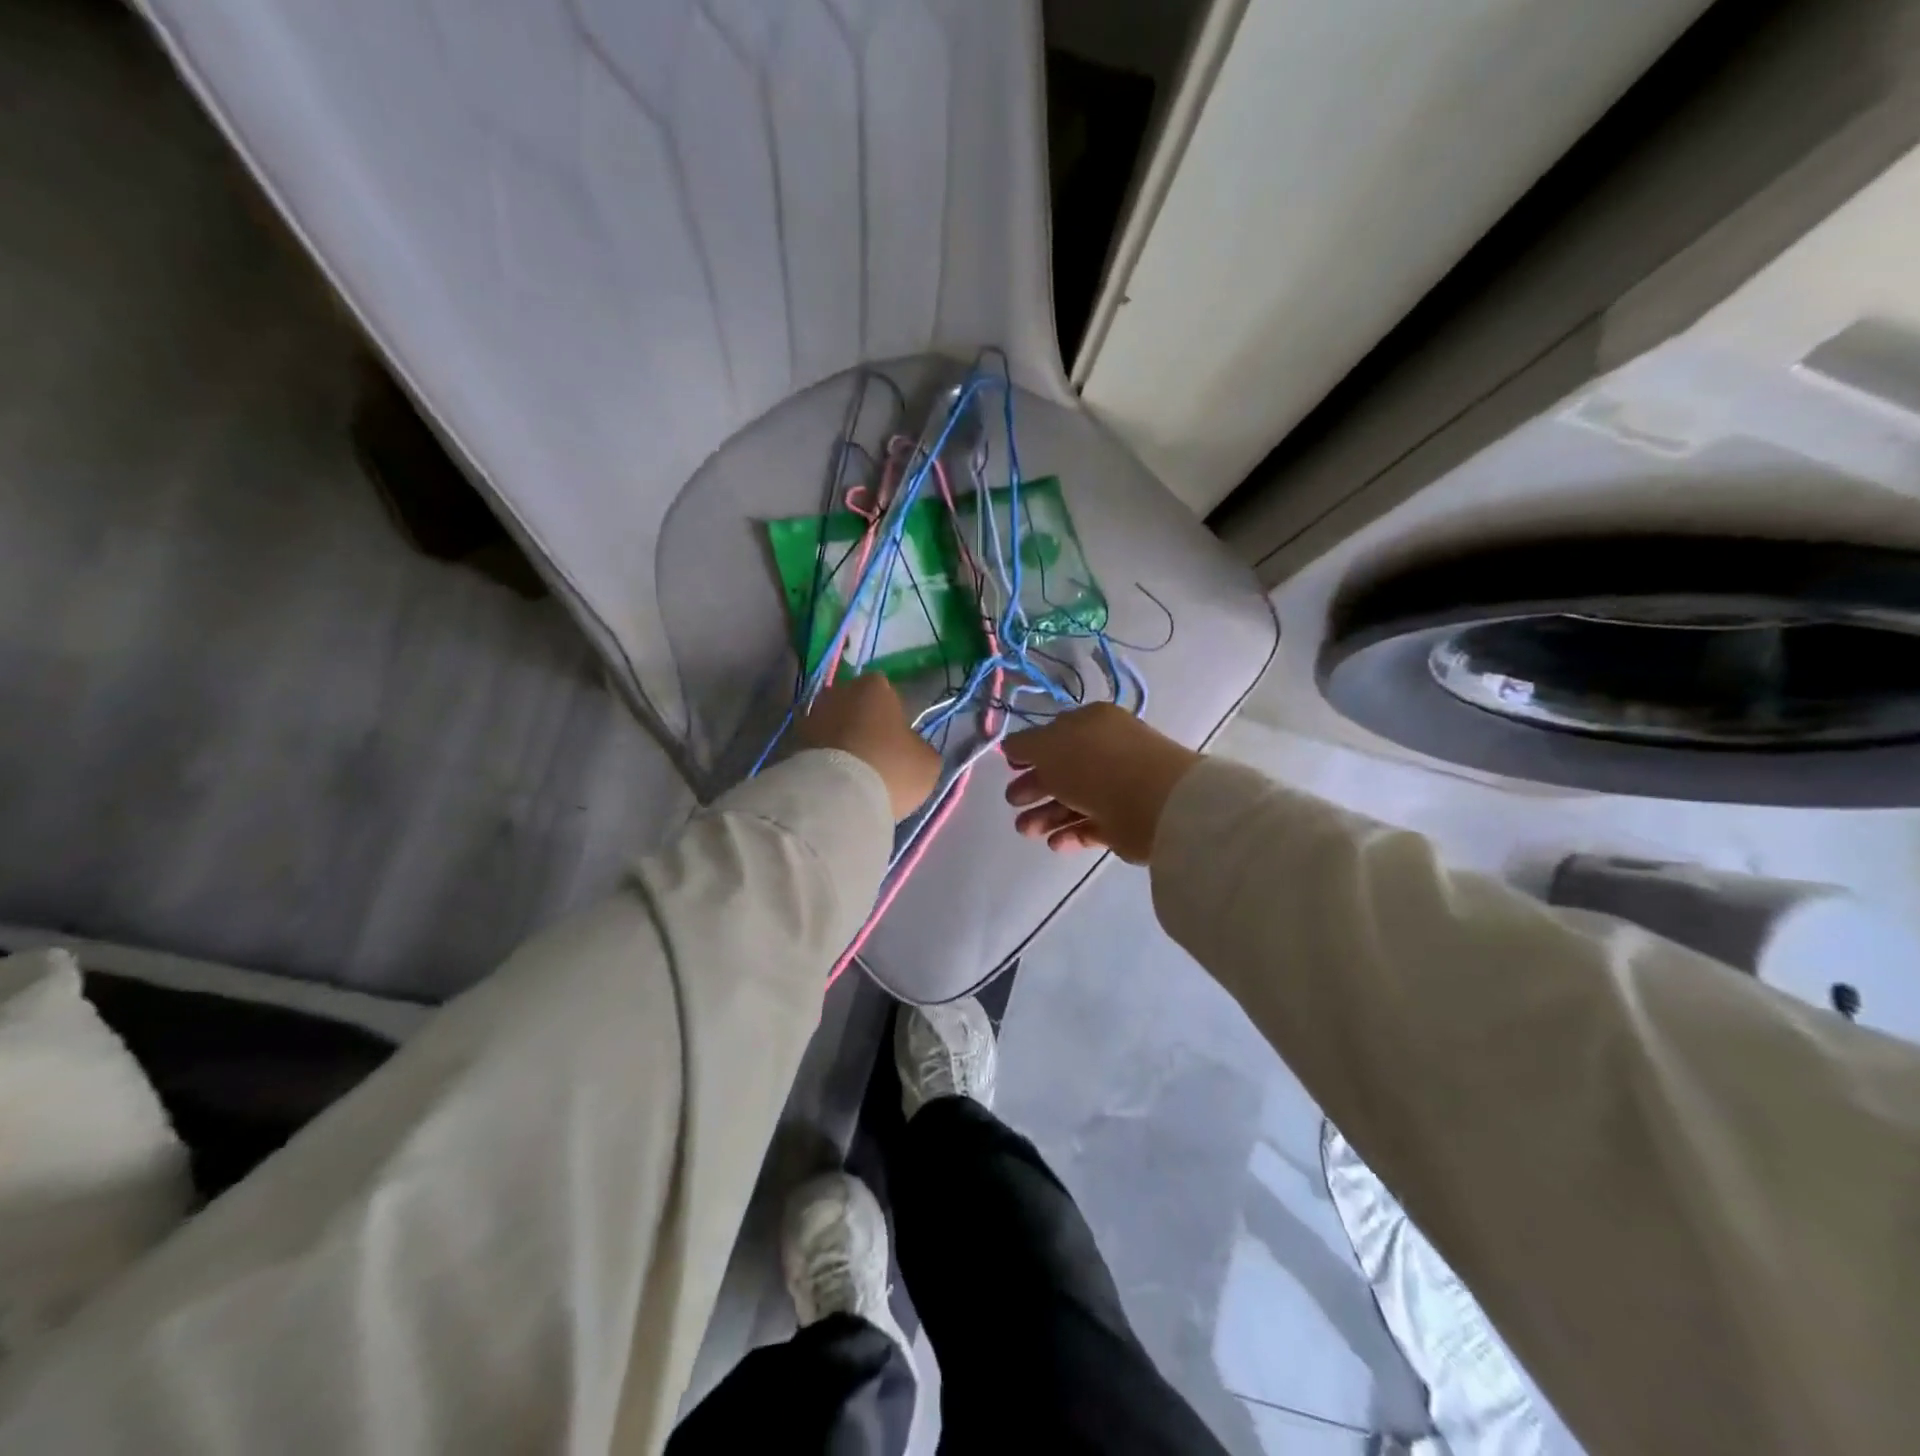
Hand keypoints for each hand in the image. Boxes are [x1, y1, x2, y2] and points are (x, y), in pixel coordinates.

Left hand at [799, 674, 940, 821]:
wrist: (836, 797)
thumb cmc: (891, 768)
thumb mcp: (927, 762)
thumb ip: (919, 746)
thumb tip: (909, 748)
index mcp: (874, 686)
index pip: (886, 692)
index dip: (892, 715)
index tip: (897, 740)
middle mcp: (838, 691)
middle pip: (854, 705)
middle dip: (862, 724)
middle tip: (874, 755)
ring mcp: (810, 716)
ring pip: (832, 726)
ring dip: (840, 742)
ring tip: (852, 773)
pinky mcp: (791, 743)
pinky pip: (816, 748)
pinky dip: (823, 759)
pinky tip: (834, 782)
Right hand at [1003, 704, 1200, 862]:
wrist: (1153, 802)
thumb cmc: (1095, 764)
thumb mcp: (1047, 746)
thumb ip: (1024, 746)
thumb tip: (1011, 747)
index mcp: (1092, 723)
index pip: (1056, 733)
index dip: (1032, 750)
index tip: (1009, 767)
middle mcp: (1106, 752)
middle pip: (1063, 770)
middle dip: (1034, 787)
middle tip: (1013, 802)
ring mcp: (1118, 787)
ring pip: (1074, 800)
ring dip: (1045, 815)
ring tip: (1026, 831)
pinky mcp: (1125, 822)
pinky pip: (1091, 825)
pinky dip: (1070, 834)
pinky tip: (1054, 843)